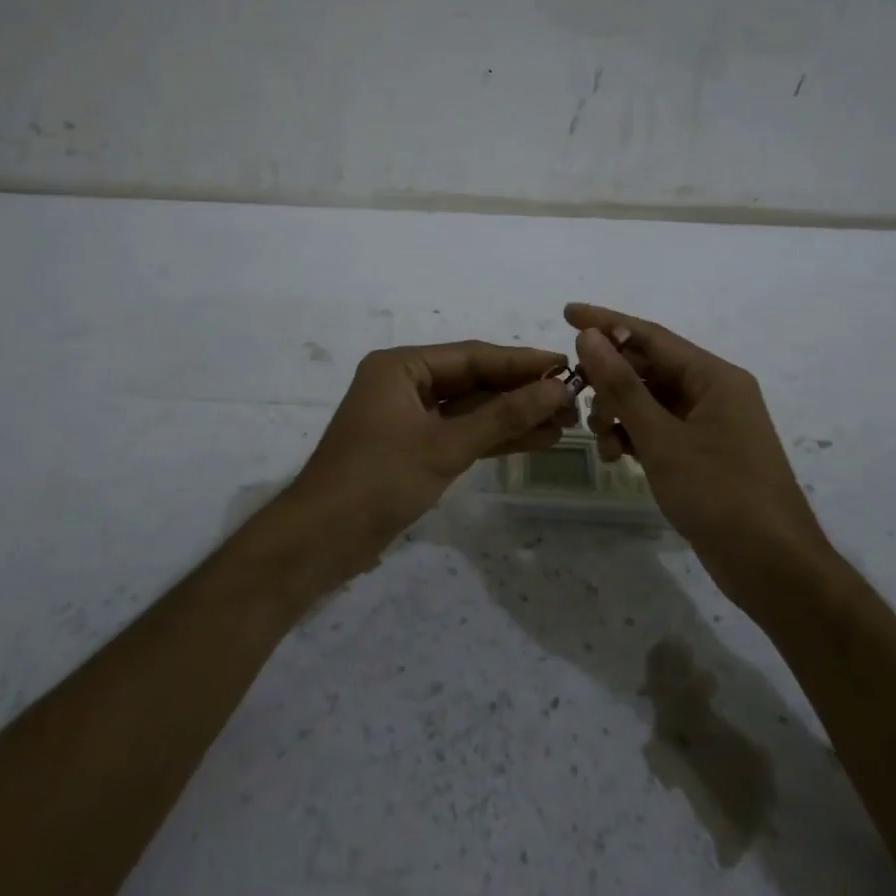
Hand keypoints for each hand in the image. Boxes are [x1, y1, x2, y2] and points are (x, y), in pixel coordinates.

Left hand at [285, 341, 572, 582]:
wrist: (322, 540)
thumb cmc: (378, 480)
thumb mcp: (445, 446)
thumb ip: (502, 416)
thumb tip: (556, 389)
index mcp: (401, 367)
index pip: (473, 356)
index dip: (522, 362)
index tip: (566, 365)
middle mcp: (405, 384)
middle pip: (474, 380)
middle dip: (521, 392)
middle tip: (573, 400)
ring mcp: (408, 417)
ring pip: (471, 410)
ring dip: (513, 416)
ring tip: (565, 423)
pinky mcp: (413, 448)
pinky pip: (460, 433)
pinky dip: (493, 438)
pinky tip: (534, 440)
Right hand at [565, 304, 831, 595]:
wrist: (772, 567)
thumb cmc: (719, 493)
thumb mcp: (661, 438)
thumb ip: (622, 386)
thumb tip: (589, 336)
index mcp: (714, 377)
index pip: (651, 336)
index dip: (606, 323)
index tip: (566, 313)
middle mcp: (714, 392)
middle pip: (649, 368)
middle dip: (610, 380)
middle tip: (575, 394)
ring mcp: (710, 425)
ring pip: (651, 402)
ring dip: (619, 413)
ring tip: (601, 438)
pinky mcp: (704, 454)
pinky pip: (660, 430)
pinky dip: (635, 437)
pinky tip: (617, 456)